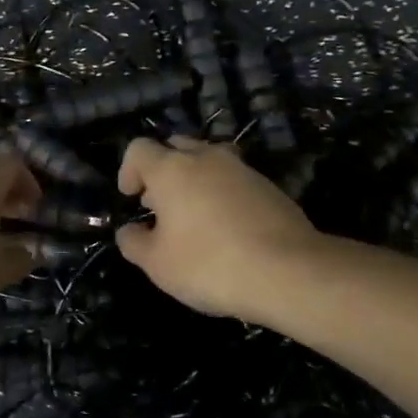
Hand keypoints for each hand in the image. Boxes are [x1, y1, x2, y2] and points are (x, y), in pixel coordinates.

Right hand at [115, 136, 321, 321]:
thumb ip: (134, 242)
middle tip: (160, 205)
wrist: (288, 271)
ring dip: (195, 179)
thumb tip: (129, 231)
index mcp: (171, 168)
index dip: (128, 170)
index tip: (132, 198)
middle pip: (176, 146)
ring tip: (194, 216)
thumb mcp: (157, 264)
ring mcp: (241, 168)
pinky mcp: (268, 185)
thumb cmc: (209, 264)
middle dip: (162, 170)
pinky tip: (227, 227)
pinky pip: (234, 179)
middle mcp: (206, 157)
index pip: (139, 149)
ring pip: (208, 159)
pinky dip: (222, 193)